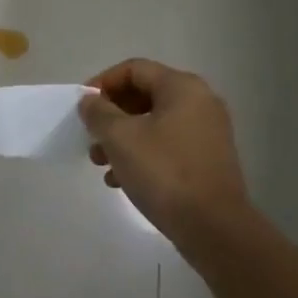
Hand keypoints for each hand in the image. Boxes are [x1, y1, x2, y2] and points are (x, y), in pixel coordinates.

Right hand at [79, 60, 250, 243]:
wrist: (214, 228)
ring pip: (154, 123)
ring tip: (101, 164)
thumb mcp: (121, 138)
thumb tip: (90, 101)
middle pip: (144, 95)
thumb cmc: (164, 173)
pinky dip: (143, 154)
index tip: (83, 107)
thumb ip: (99, 113)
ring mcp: (207, 132)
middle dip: (111, 115)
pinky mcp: (208, 159)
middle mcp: (200, 101)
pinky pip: (168, 145)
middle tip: (91, 138)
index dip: (103, 83)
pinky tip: (122, 180)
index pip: (134, 69)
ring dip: (123, 138)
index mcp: (182, 87)